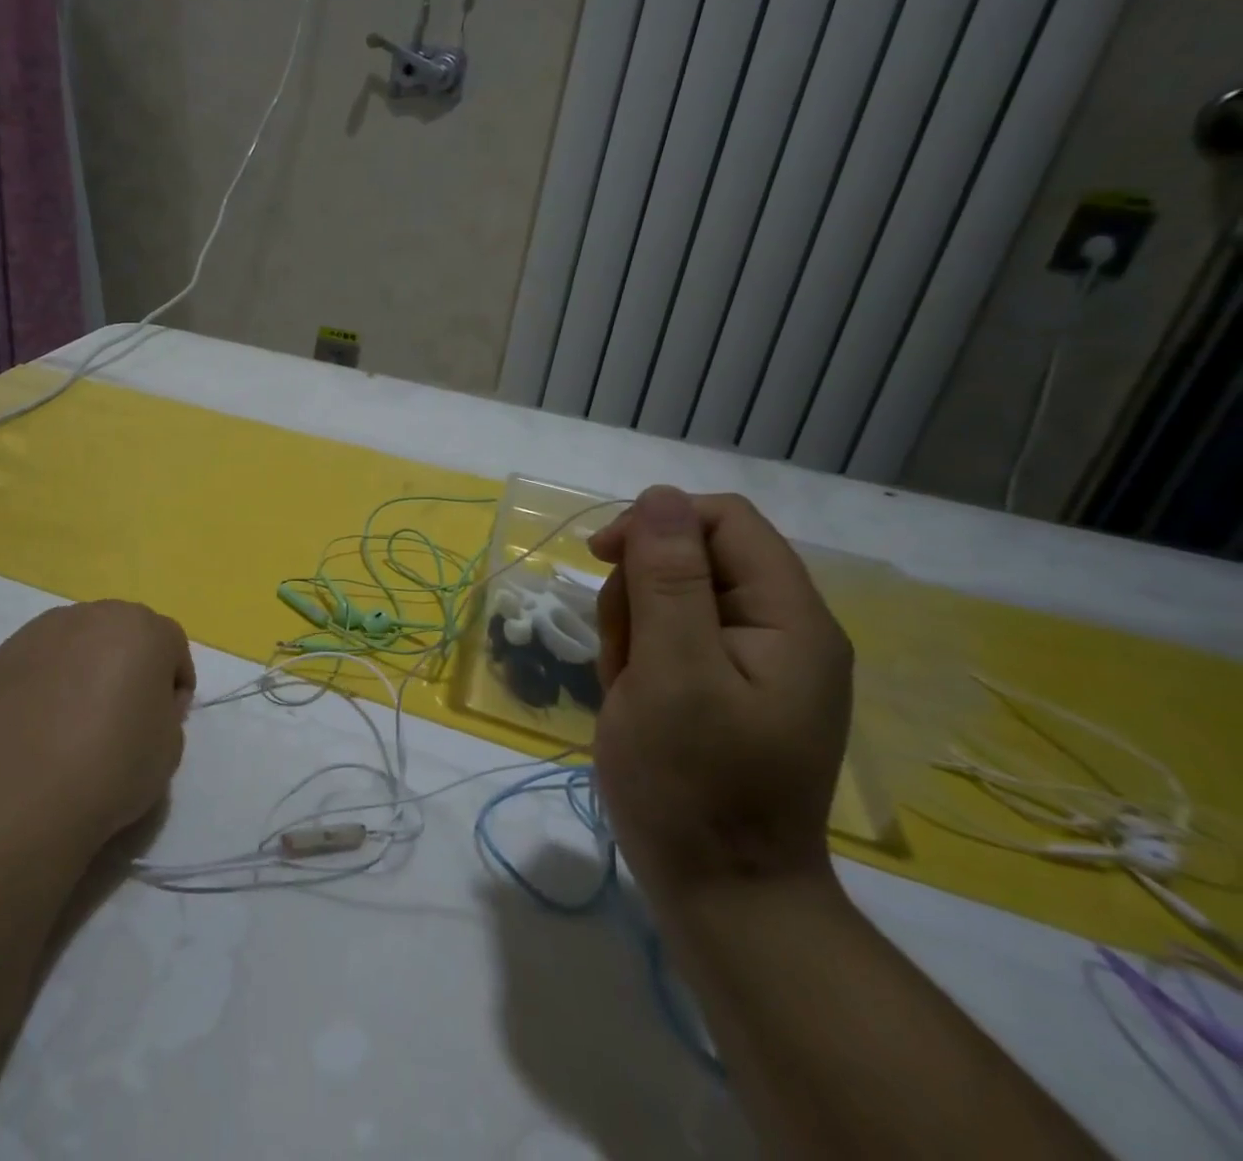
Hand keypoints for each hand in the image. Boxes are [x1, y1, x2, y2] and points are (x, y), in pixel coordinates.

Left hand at [0, 600, 195, 860]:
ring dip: (84, 667)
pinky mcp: (2, 655)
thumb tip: (144, 701)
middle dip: (128, 663)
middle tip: (121, 713)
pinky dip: (45, 682)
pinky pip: (38, 661)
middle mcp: (94, 616)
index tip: (164, 719)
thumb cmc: (111, 769)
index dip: (172, 683)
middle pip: (122, 632)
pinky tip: (38, 725)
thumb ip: (166, 709)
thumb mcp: (170, 746)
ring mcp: (42, 632)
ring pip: (77, 641)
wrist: (19, 799)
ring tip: (73, 718)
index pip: (171, 645)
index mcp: (143, 630)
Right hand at [588, 486, 851, 906]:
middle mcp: (780, 629)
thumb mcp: (672, 673)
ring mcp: (752, 661)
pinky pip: (668, 636)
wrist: (720, 895)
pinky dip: (638, 657)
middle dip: (640, 591)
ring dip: (632, 627)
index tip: (601, 558)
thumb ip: (668, 580)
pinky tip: (633, 699)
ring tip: (628, 687)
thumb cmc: (692, 785)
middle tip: (626, 654)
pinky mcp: (723, 685)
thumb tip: (659, 496)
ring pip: (670, 595)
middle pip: (693, 556)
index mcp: (789, 618)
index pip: (724, 521)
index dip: (657, 523)